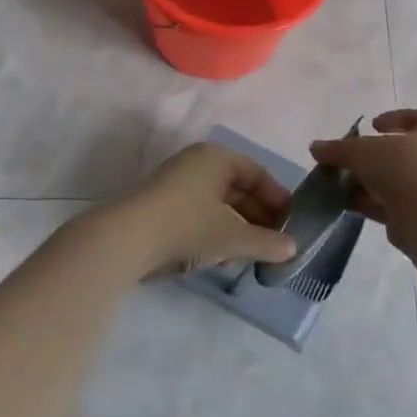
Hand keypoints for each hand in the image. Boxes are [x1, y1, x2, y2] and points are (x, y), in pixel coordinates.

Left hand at [78, 143, 296, 276]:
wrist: (124, 241)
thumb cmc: (186, 226)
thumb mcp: (232, 236)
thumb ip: (266, 242)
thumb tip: (293, 248)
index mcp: (217, 158)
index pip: (258, 173)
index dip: (278, 199)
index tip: (292, 223)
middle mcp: (198, 163)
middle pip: (238, 188)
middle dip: (259, 217)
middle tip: (276, 243)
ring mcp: (177, 184)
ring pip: (219, 204)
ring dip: (239, 228)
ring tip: (253, 255)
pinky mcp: (163, 207)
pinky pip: (201, 214)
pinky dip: (217, 232)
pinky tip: (224, 258)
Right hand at [311, 108, 416, 240]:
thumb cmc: (403, 167)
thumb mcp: (363, 151)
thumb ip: (338, 149)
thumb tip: (315, 147)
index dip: (397, 118)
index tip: (373, 126)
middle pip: (404, 151)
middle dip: (375, 156)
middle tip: (352, 158)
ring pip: (397, 180)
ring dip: (371, 181)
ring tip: (342, 183)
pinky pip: (393, 204)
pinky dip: (372, 203)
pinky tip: (349, 204)